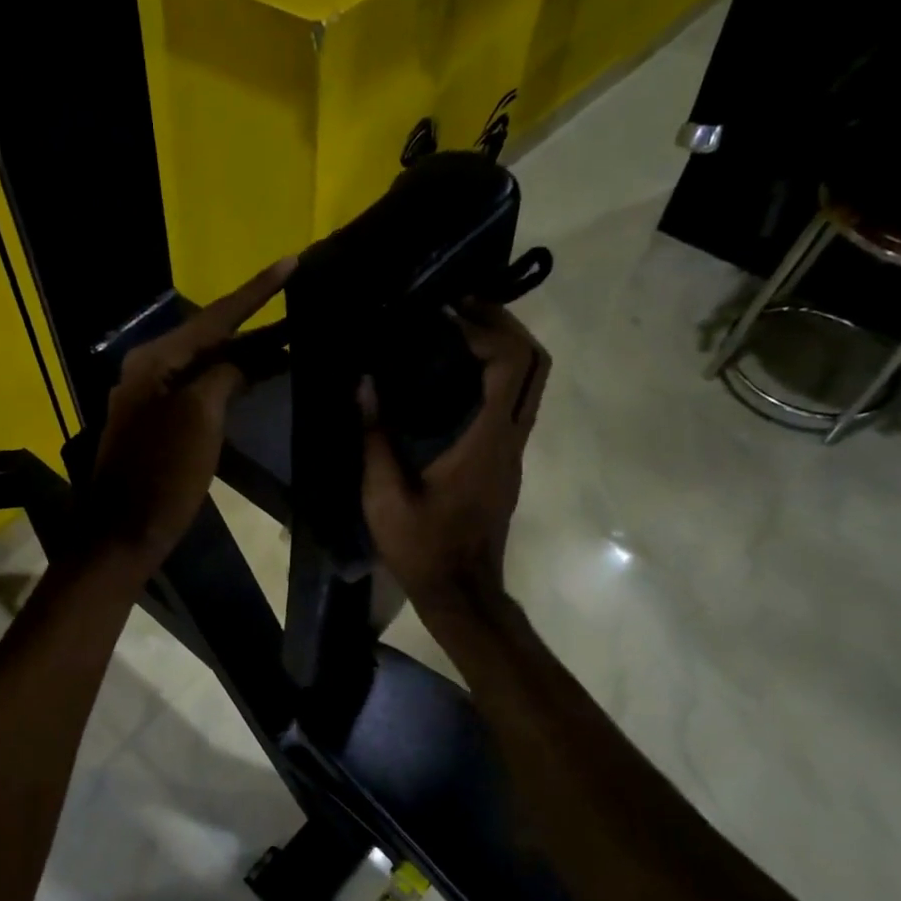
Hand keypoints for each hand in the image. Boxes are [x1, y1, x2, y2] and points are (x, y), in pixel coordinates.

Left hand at [87, 256, 296, 573]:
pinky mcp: (157, 424)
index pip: (214, 317)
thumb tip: (240, 363)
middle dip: (253, 324)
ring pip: (205, 365)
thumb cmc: (163, 473)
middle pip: (210, 338)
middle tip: (296, 306)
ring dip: (244, 354)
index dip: (256, 291)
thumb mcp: (199, 417)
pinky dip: (228, 382)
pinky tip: (253, 380)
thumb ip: (223, 376)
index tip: (291, 262)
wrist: (125, 532)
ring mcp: (151, 398)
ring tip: (287, 341)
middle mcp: (149, 370)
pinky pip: (199, 390)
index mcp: (155, 361)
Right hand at [360, 300, 548, 616]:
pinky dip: (496, 376)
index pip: (512, 365)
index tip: (449, 312)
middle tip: (462, 308)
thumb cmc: (423, 548)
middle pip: (535, 364)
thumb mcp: (384, 497)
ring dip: (504, 349)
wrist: (461, 592)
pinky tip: (455, 378)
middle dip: (506, 326)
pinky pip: (514, 403)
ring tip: (457, 332)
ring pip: (531, 383)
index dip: (488, 328)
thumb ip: (374, 439)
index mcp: (486, 442)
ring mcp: (513, 452)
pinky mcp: (506, 463)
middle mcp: (511, 439)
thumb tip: (364, 384)